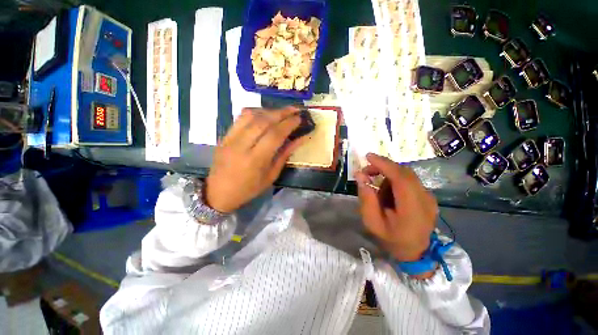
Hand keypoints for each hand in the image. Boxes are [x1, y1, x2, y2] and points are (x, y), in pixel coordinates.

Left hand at [205, 107, 303, 212]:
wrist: (219, 192)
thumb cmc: (249, 189)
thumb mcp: (271, 176)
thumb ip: (285, 155)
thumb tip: (299, 139)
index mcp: (255, 160)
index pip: (275, 135)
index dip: (289, 124)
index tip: (300, 118)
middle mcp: (242, 145)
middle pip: (263, 121)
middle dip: (282, 113)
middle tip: (295, 109)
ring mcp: (231, 138)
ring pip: (251, 115)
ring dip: (269, 110)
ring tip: (282, 111)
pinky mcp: (225, 135)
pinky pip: (240, 117)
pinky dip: (255, 112)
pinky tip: (265, 114)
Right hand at [355, 153, 437, 261]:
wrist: (415, 252)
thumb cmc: (391, 239)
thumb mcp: (372, 222)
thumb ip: (366, 198)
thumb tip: (360, 175)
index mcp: (412, 210)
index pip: (401, 178)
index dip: (384, 164)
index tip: (368, 157)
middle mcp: (425, 200)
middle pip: (405, 172)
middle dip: (383, 167)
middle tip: (366, 172)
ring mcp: (429, 197)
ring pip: (406, 174)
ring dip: (388, 175)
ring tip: (376, 187)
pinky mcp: (428, 196)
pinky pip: (409, 180)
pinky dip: (395, 180)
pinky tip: (388, 192)